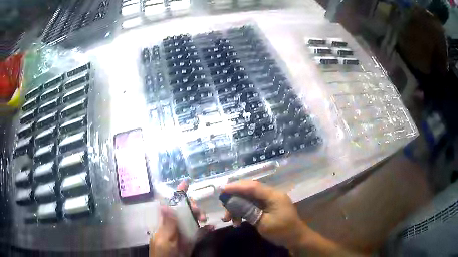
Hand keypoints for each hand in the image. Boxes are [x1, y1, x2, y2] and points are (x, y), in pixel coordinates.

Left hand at [150, 181, 213, 256]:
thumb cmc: (163, 253)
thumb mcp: (164, 239)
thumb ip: (167, 224)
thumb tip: (164, 204)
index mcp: (165, 222)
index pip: (171, 204)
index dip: (178, 193)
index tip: (186, 182)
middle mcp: (175, 224)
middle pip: (184, 210)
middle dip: (193, 207)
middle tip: (200, 213)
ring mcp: (183, 232)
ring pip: (193, 219)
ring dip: (200, 217)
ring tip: (205, 220)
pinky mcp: (190, 240)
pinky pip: (199, 232)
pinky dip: (206, 229)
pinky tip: (212, 228)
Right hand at [221, 180, 308, 249]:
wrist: (296, 238)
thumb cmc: (282, 231)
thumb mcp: (264, 222)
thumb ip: (248, 211)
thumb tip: (232, 201)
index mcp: (273, 195)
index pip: (252, 186)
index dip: (236, 187)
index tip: (222, 189)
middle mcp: (271, 195)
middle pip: (250, 191)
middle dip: (235, 198)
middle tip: (223, 206)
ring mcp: (270, 201)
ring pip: (249, 199)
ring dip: (237, 207)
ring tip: (229, 219)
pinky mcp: (268, 207)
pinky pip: (253, 206)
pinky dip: (244, 212)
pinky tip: (237, 221)